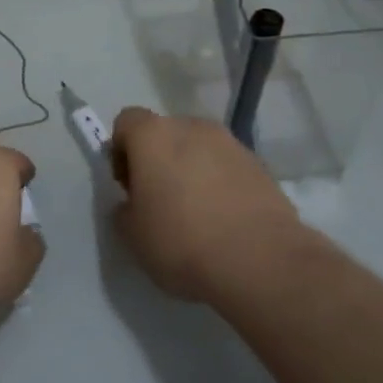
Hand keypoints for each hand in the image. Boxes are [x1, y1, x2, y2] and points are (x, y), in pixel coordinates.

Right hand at [110, 107, 305, 303]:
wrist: (260, 260)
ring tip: (196, 213)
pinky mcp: (260, 166)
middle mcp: (192, 128)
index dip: (121, 150)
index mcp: (154, 136)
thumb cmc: (181, 241)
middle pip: (166, 133)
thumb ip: (125, 210)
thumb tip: (134, 204)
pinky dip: (220, 184)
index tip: (128, 186)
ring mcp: (231, 144)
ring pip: (199, 149)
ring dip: (192, 170)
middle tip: (159, 200)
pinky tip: (223, 220)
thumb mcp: (132, 235)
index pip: (127, 121)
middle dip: (158, 159)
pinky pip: (228, 167)